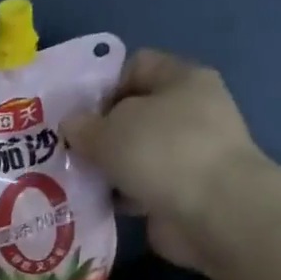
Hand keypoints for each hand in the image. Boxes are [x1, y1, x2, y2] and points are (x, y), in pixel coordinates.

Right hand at [63, 49, 266, 271]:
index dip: (103, 85)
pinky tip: (96, 202)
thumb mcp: (109, 130)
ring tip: (75, 179)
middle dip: (100, 132)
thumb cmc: (162, 152)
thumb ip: (83, 125)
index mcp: (182, 79)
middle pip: (134, 113)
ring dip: (108, 166)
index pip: (136, 66)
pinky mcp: (184, 191)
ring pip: (136, 153)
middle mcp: (191, 111)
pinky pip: (142, 186)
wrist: (212, 213)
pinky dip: (121, 194)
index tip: (76, 114)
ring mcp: (190, 153)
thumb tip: (71, 125)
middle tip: (68, 150)